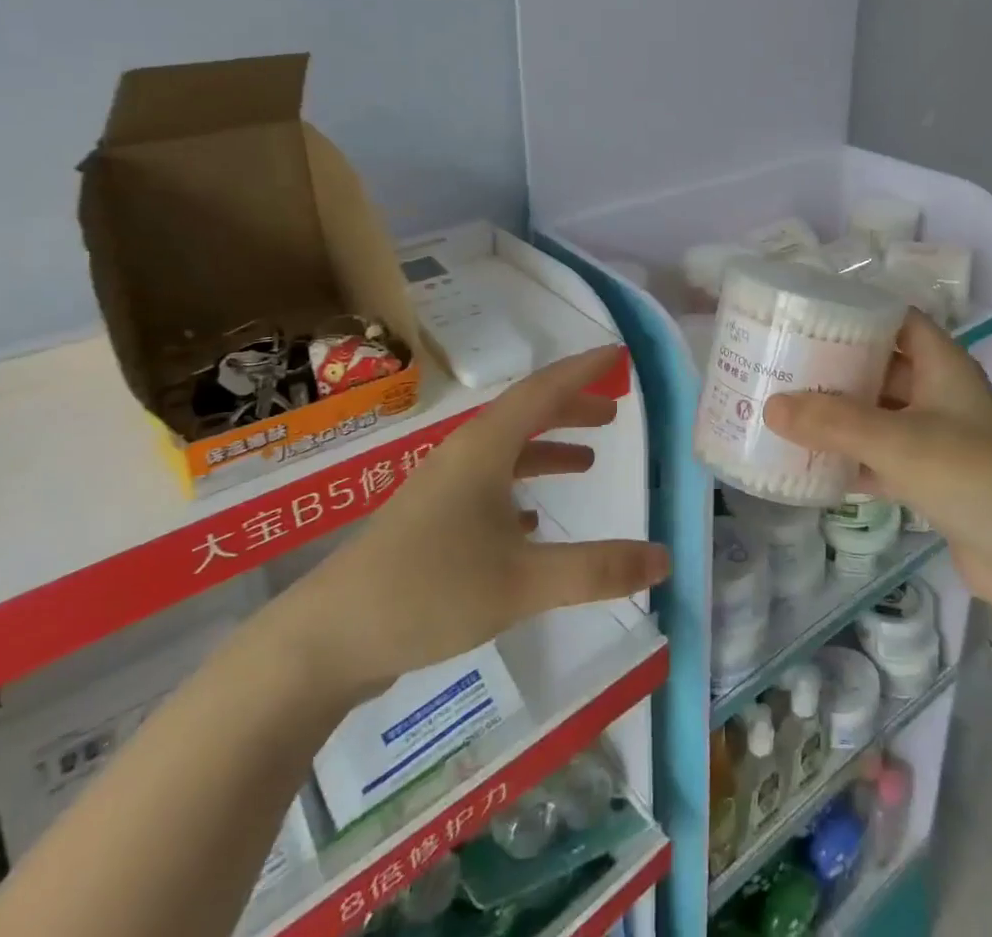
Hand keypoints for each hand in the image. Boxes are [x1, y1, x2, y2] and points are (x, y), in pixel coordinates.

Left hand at [255, 347, 670, 710]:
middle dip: (571, 407)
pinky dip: (521, 490)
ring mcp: (442, 490)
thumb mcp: (523, 582)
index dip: (583, 369)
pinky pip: (489, 489)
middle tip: (613, 411)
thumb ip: (596, 570)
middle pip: (526, 414)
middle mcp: (463, 456)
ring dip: (549, 449)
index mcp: (485, 448)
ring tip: (589, 459)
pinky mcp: (430, 524)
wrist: (327, 639)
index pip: (544, 389)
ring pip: (507, 452)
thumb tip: (664, 558)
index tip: (618, 352)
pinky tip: (536, 522)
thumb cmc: (429, 590)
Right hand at [763, 313, 991, 613]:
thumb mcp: (896, 440)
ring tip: (788, 410)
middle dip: (837, 367)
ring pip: (880, 415)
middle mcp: (941, 395)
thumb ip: (832, 423)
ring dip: (840, 416)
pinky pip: (883, 458)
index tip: (810, 314)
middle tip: (785, 364)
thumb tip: (770, 406)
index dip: (859, 312)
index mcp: (943, 366)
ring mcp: (939, 440)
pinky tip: (812, 465)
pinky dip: (852, 459)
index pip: (899, 320)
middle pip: (882, 367)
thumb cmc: (971, 475)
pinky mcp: (934, 481)